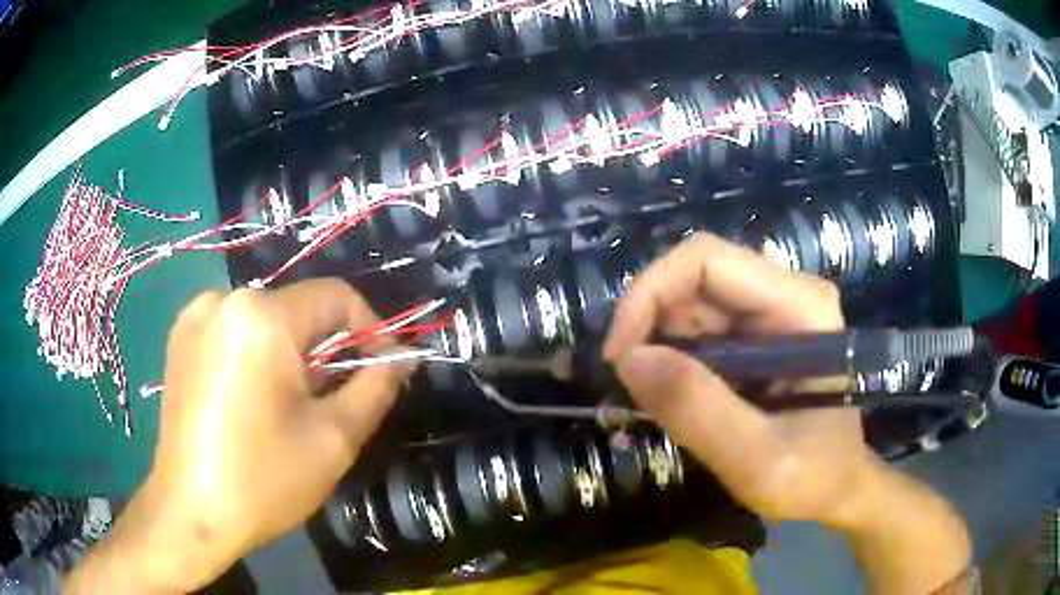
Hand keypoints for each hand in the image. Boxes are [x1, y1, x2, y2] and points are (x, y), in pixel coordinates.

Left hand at [68, 279, 410, 593]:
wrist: (189, 512)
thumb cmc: (262, 479)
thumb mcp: (333, 438)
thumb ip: (375, 387)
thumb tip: (400, 358)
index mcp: (261, 316)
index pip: (336, 296)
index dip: (371, 329)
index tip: (384, 370)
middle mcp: (223, 299)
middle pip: (298, 310)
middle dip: (326, 350)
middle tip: (335, 400)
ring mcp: (194, 317)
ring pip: (265, 321)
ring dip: (290, 354)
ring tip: (292, 405)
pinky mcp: (179, 339)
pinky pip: (234, 332)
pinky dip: (256, 356)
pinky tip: (252, 401)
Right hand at [604, 233, 866, 525]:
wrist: (837, 487)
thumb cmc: (813, 477)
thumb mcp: (759, 460)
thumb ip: (701, 412)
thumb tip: (630, 360)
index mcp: (800, 306)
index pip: (707, 260)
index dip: (651, 293)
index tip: (620, 356)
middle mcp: (785, 293)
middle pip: (694, 276)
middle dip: (649, 323)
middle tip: (628, 384)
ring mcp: (770, 311)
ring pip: (690, 301)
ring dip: (657, 343)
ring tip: (651, 399)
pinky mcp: (756, 334)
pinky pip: (698, 327)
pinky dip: (671, 357)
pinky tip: (672, 395)